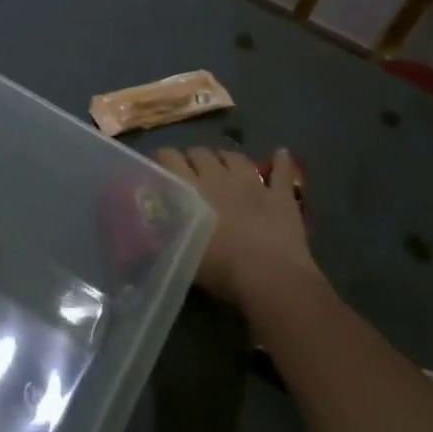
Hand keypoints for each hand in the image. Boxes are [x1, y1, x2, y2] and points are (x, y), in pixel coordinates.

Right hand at [157, 146, 323, 313]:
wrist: (270, 278)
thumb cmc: (220, 269)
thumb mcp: (179, 254)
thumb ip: (164, 233)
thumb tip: (150, 225)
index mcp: (192, 189)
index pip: (170, 159)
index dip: (164, 158)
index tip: (160, 166)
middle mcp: (219, 177)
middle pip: (202, 153)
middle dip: (194, 159)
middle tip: (191, 172)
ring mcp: (253, 184)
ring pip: (236, 157)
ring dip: (227, 158)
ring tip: (223, 165)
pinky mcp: (281, 196)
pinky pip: (282, 173)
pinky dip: (281, 161)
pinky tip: (281, 153)